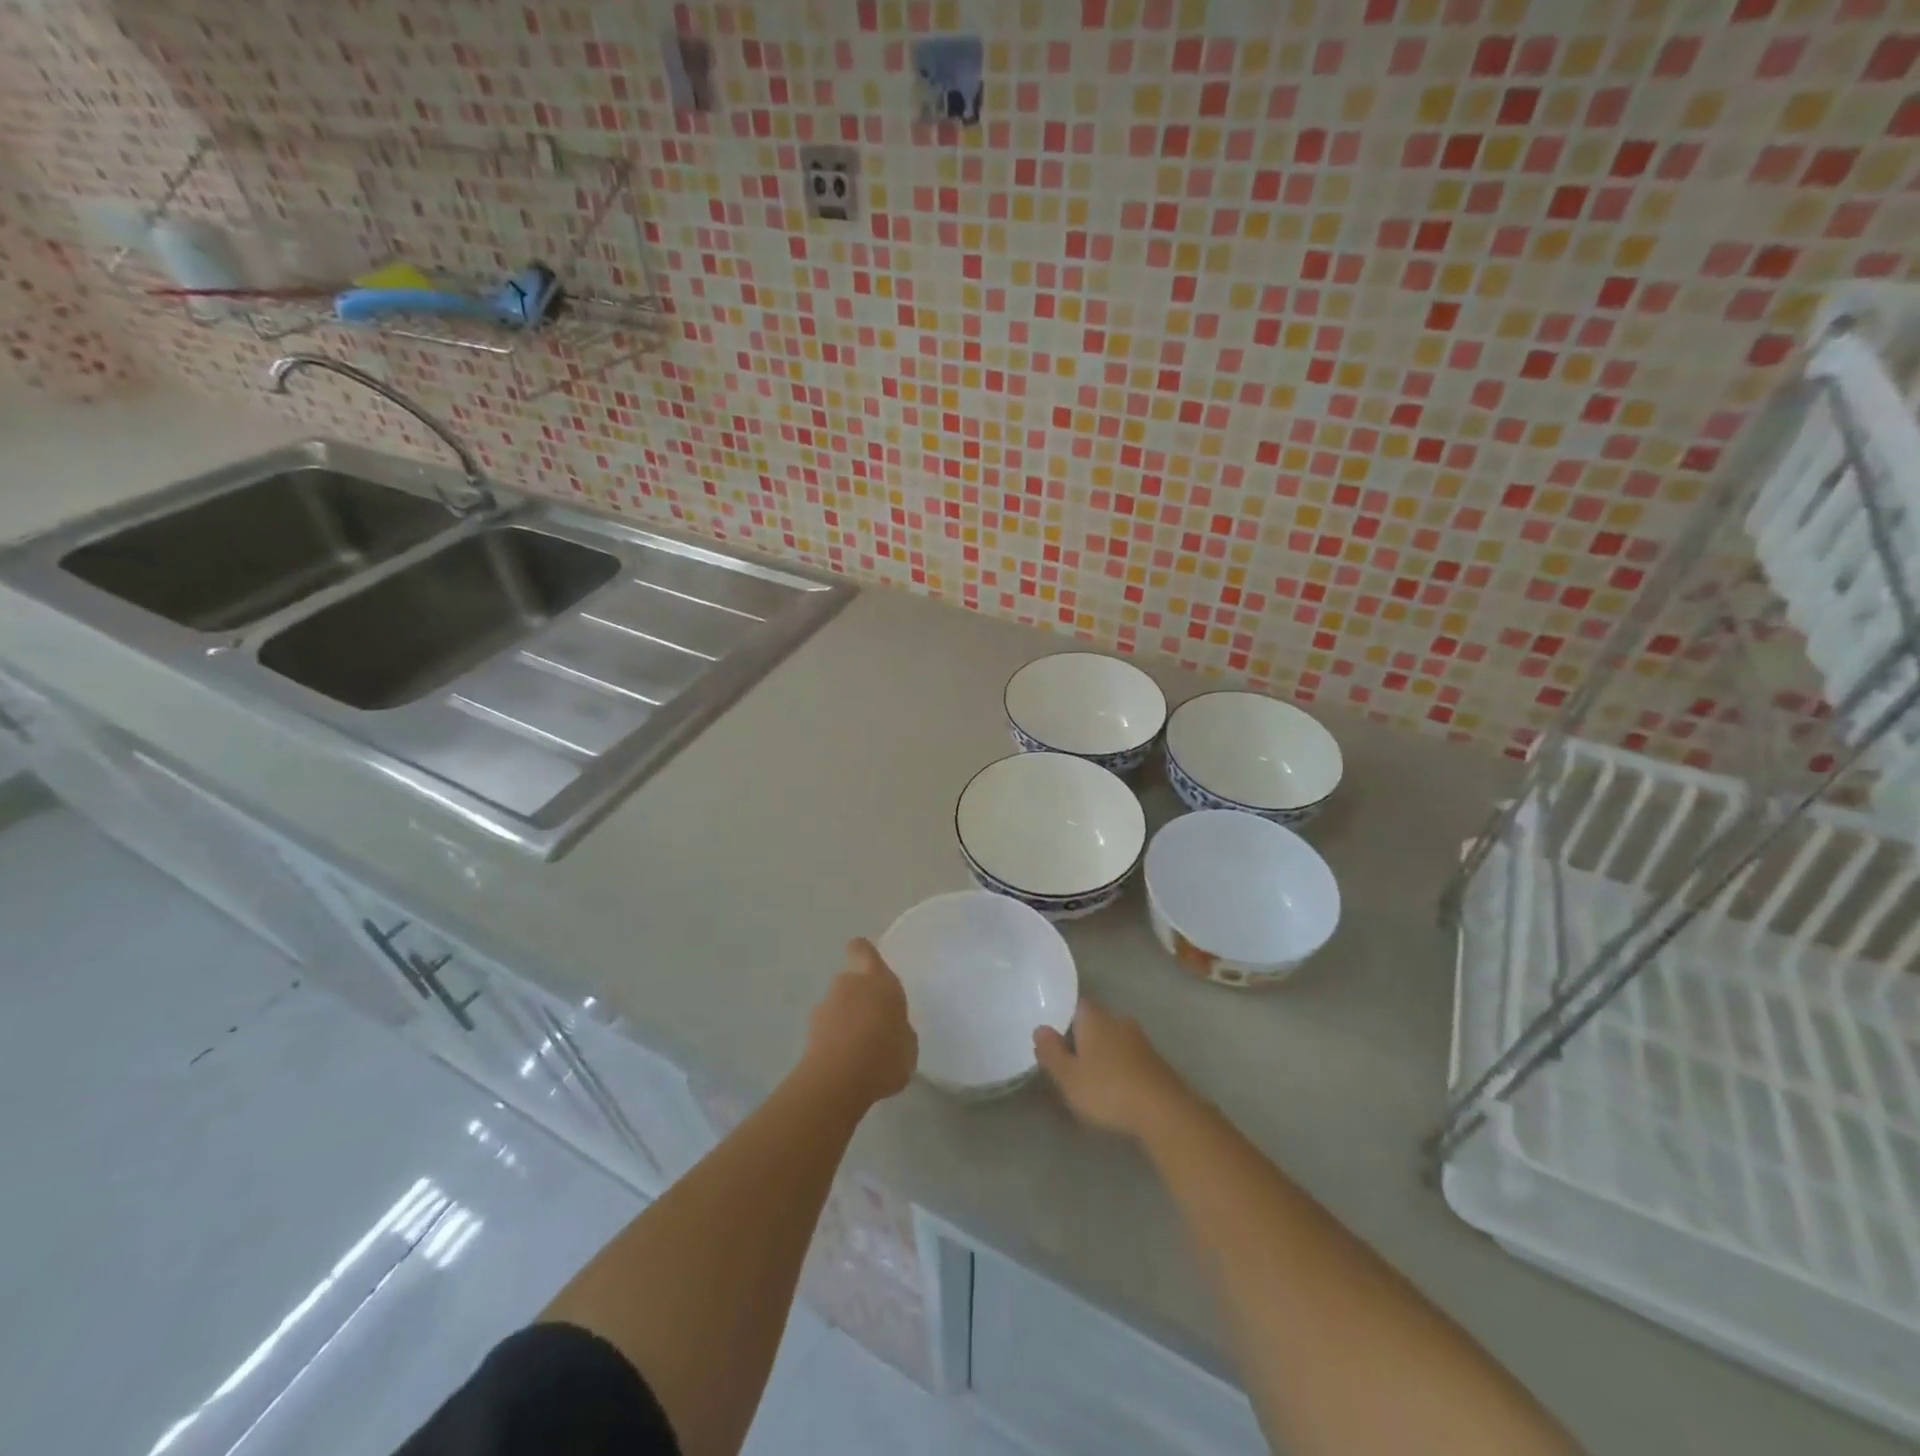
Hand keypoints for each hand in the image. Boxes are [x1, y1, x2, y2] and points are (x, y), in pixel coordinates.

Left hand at [804, 939, 917, 1106]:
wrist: (837, 1081)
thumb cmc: (884, 1055)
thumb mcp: (908, 1045)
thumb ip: (899, 1029)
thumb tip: (891, 1029)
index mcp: (878, 980)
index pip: (863, 950)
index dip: (863, 953)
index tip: (866, 964)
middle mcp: (849, 985)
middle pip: (851, 982)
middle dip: (859, 999)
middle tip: (873, 1025)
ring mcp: (825, 1006)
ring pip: (837, 1006)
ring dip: (845, 1020)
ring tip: (859, 1052)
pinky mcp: (809, 1031)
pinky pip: (827, 1029)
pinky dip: (833, 1040)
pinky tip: (845, 1065)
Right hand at [1034, 996, 1191, 1141]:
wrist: (1164, 1111)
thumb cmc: (1108, 1090)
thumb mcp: (1068, 1076)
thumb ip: (1051, 1052)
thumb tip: (1040, 1028)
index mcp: (1095, 1018)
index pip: (1078, 1004)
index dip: (1066, 1017)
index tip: (1057, 1036)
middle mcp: (1118, 1020)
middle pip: (1097, 1021)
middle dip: (1085, 1037)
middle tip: (1071, 1060)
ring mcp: (1141, 1040)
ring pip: (1115, 1039)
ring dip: (1105, 1053)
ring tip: (1093, 1077)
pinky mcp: (1156, 1061)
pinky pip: (1130, 1056)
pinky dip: (1121, 1067)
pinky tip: (1117, 1087)